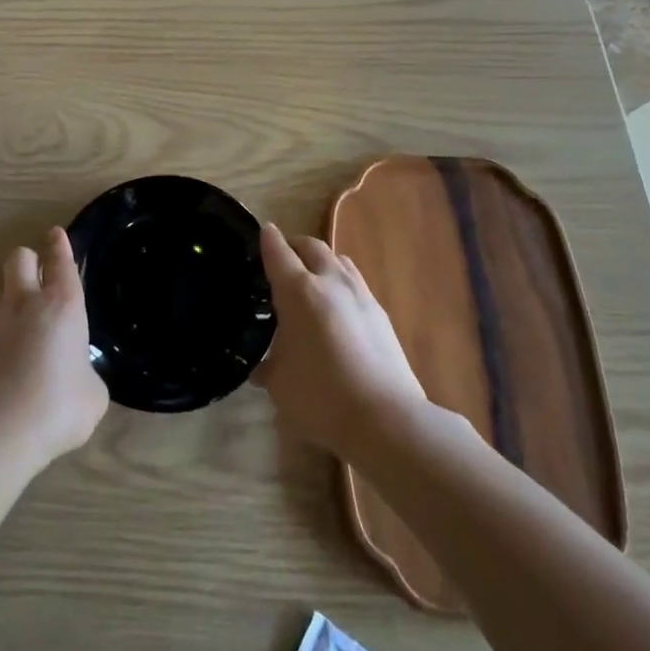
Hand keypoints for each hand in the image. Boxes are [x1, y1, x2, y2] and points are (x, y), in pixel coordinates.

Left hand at [0, 227, 108, 470]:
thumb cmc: (57, 407)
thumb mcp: (93, 394)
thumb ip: (87, 372)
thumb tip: (76, 374)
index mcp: (62, 304)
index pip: (60, 260)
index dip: (60, 245)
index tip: (56, 234)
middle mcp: (26, 302)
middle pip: (20, 258)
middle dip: (31, 259)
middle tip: (42, 274)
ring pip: (4, 290)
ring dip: (16, 296)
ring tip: (31, 326)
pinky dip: (6, 330)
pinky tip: (16, 358)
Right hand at [255, 225, 425, 457]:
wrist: (386, 418)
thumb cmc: (321, 397)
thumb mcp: (280, 385)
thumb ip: (269, 368)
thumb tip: (263, 368)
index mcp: (298, 291)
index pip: (278, 252)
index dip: (268, 240)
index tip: (263, 232)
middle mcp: (330, 282)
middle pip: (311, 246)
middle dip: (295, 246)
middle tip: (283, 258)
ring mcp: (360, 294)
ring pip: (338, 260)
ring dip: (321, 261)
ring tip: (311, 279)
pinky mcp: (380, 313)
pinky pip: (355, 283)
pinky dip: (340, 284)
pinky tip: (337, 309)